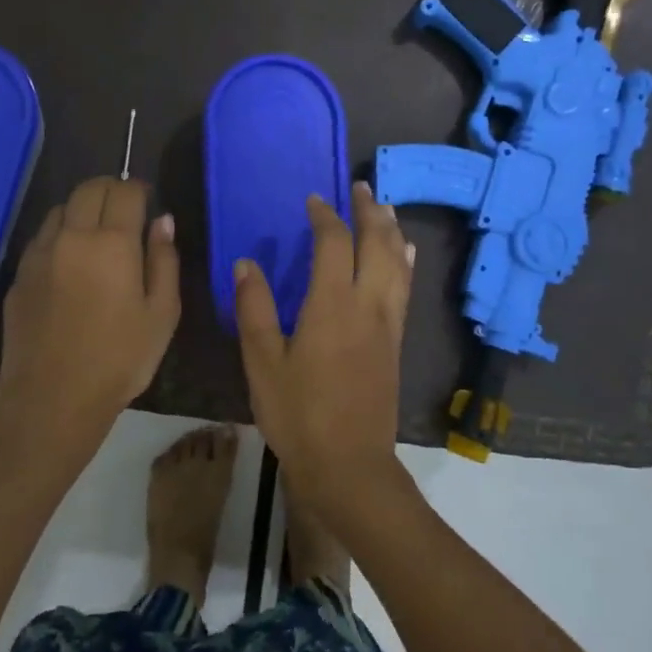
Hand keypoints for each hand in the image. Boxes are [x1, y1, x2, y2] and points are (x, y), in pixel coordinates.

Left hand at [0, 177, 179, 457]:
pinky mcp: (19, 276)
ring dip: (82, 209)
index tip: (148, 202)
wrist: (54, 399)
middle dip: (111, 189)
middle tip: (126, 210)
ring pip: (60, 208)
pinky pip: (42, 237)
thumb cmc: (121, 359)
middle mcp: (71, 237)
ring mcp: (39, 255)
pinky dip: (61, 234)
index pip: (124, 191)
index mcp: (112, 243)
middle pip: (88, 189)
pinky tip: (72, 262)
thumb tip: (162, 221)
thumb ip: (165, 260)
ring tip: (98, 235)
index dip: (140, 190)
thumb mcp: (162, 313)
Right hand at [233, 182, 414, 524]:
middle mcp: (367, 305)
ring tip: (385, 209)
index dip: (324, 216)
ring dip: (391, 231)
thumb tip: (246, 263)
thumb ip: (255, 309)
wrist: (348, 463)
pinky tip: (404, 257)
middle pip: (377, 245)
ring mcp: (387, 325)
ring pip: (397, 264)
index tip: (313, 201)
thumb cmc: (298, 415)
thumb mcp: (262, 363)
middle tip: (361, 188)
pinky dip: (404, 263)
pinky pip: (404, 289)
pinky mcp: (395, 344)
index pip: (333, 243)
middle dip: (369, 212)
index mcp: (331, 305)